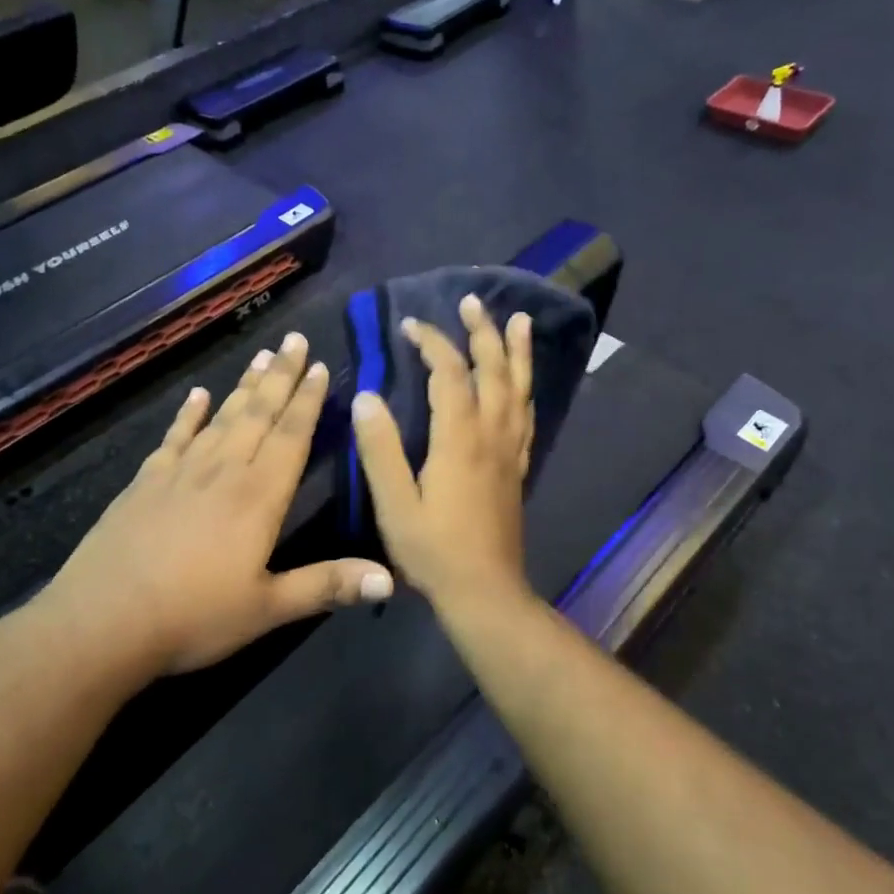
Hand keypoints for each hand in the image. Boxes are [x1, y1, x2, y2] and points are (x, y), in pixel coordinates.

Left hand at [45, 333, 392, 677]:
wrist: (102, 622)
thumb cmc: (193, 617)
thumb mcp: (268, 609)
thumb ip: (327, 585)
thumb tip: (390, 578)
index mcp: (257, 497)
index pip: (290, 436)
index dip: (308, 401)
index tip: (320, 366)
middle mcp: (222, 472)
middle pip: (257, 414)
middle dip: (280, 376)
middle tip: (294, 339)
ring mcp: (180, 473)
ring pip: (221, 418)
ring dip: (243, 387)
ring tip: (261, 356)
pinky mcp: (145, 483)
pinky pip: (174, 438)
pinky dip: (188, 414)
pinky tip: (196, 395)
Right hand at [351, 295, 534, 607]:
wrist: (484, 591)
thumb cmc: (433, 550)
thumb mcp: (394, 503)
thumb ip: (380, 448)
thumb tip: (366, 396)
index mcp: (459, 439)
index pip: (450, 374)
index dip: (432, 343)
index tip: (409, 325)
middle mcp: (491, 435)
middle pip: (493, 371)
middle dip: (482, 332)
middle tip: (472, 302)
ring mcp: (510, 450)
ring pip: (519, 388)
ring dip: (517, 352)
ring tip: (518, 321)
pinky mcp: (517, 467)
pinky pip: (527, 415)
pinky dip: (526, 388)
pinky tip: (523, 382)